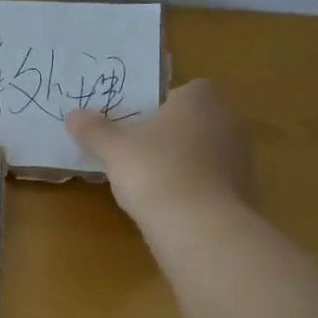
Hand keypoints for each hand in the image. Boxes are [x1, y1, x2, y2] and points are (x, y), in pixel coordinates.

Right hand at [65, 79, 254, 226]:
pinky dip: (193, 188)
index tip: (135, 123)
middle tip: (136, 150)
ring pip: (203, 151)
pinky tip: (168, 204)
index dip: (159, 105)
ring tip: (148, 181)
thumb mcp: (113, 148)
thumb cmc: (155, 170)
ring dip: (181, 162)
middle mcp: (229, 120)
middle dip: (169, 133)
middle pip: (194, 121)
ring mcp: (241, 157)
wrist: (200, 227)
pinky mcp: (244, 191)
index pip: (183, 90)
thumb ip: (93, 130)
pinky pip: (211, 181)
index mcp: (201, 98)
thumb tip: (74, 115)